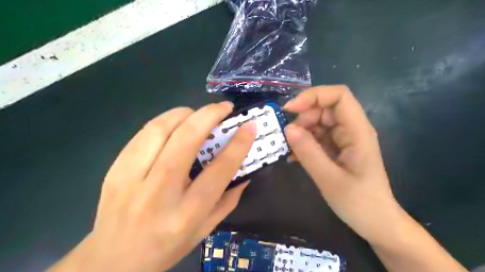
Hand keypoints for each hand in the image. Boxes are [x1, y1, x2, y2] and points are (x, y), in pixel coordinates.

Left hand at [48, 102, 256, 271]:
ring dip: (185, 113)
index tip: (249, 126)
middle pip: (186, 140)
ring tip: (199, 113)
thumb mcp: (205, 229)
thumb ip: (229, 199)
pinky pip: (143, 134)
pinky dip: (164, 121)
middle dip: (209, 115)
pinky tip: (175, 124)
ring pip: (160, 129)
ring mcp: (131, 178)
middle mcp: (159, 193)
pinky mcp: (115, 169)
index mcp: (187, 213)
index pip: (219, 170)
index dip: (238, 144)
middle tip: (224, 107)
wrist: (112, 260)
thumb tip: (245, 171)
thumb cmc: (167, 246)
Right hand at [285, 85, 402, 243]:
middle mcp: (352, 129)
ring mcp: (344, 138)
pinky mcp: (337, 148)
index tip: (290, 110)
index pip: (339, 96)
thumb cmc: (359, 203)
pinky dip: (303, 142)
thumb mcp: (330, 179)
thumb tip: (288, 128)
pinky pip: (317, 136)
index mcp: (358, 131)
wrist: (375, 222)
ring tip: (290, 150)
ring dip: (301, 131)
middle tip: (288, 137)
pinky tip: (295, 157)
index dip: (313, 96)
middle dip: (303, 118)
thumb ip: (309, 153)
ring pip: (318, 122)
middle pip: (325, 108)